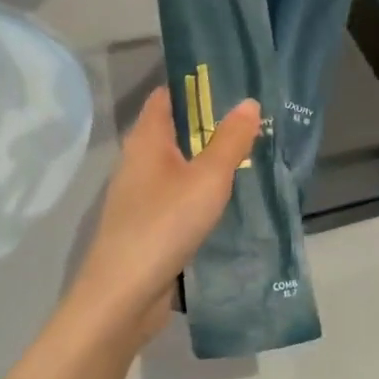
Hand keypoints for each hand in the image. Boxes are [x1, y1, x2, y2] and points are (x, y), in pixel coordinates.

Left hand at [63, 86, 260, 345]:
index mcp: (146, 140)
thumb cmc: (164, 225)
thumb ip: (230, 140)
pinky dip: (203, 189)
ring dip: (210, 159)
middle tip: (255, 117)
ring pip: (180, 164)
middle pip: (176, 129)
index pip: (167, 95)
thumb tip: (248, 101)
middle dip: (212, 122)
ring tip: (252, 152)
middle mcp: (139, 161)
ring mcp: (142, 195)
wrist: (123, 297)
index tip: (233, 81)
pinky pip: (180, 194)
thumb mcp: (208, 178)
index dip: (196, 84)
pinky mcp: (149, 224)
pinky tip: (230, 197)